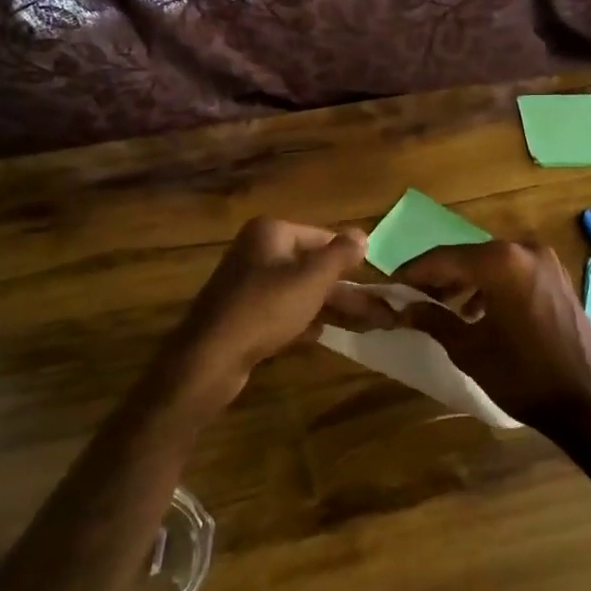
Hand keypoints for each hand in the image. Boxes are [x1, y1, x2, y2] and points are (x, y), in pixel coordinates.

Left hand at [169, 217, 370, 397]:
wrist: (210, 357)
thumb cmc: (265, 309)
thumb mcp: (310, 280)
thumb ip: (339, 255)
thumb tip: (362, 234)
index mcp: (271, 233)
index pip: (322, 237)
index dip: (350, 259)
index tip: (376, 282)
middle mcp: (257, 251)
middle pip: (312, 267)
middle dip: (346, 291)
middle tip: (380, 314)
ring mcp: (248, 283)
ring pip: (300, 291)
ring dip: (332, 308)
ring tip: (366, 327)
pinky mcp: (243, 313)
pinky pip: (282, 311)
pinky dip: (304, 321)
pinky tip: (322, 335)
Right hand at [393, 241, 590, 438]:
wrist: (586, 402)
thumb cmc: (522, 376)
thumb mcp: (468, 349)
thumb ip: (433, 319)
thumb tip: (404, 306)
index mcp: (500, 262)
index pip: (442, 258)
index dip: (413, 272)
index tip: (390, 287)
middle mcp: (524, 250)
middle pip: (467, 257)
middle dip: (438, 277)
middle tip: (412, 298)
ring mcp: (545, 261)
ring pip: (490, 264)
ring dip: (464, 282)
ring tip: (440, 308)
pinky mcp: (557, 277)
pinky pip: (512, 273)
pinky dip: (490, 287)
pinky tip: (476, 313)